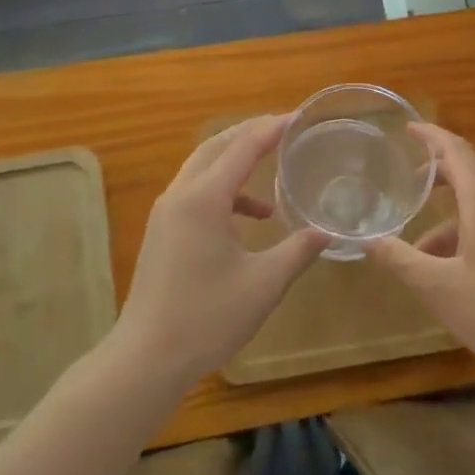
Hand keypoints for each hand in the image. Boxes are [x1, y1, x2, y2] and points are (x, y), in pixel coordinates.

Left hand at [112, 115, 327, 386]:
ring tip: (274, 171)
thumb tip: (328, 231)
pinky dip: (225, 192)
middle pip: (216, 147)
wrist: (146, 358)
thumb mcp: (264, 284)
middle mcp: (180, 195)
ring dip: (236, 162)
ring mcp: (166, 214)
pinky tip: (252, 219)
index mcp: (203, 199)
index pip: (242, 148)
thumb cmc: (207, 317)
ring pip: (202, 169)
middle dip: (250, 134)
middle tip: (284, 129)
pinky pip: (196, 193)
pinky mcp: (163, 232)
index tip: (298, 117)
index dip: (271, 129)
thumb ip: (298, 250)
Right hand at [368, 122, 474, 384]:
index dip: (431, 135)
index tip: (408, 127)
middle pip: (473, 167)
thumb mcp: (439, 287)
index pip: (456, 150)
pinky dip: (467, 228)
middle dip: (440, 167)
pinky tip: (450, 267)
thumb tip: (369, 240)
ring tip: (420, 242)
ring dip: (451, 207)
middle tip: (411, 179)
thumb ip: (402, 260)